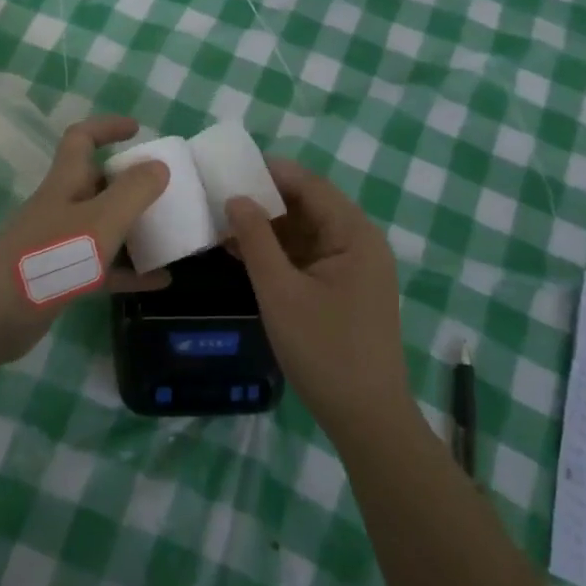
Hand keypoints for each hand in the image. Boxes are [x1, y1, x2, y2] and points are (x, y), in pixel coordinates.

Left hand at [0, 116, 170, 361]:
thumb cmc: (50, 258)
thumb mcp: (101, 221)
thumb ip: (133, 192)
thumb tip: (158, 165)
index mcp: (66, 182)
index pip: (82, 138)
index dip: (107, 127)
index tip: (137, 130)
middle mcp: (61, 206)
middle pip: (97, 183)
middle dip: (131, 183)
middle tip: (167, 191)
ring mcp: (59, 243)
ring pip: (103, 226)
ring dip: (135, 228)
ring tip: (172, 234)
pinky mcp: (61, 277)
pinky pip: (103, 267)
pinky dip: (129, 270)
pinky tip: (160, 281)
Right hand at [226, 159, 411, 441]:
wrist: (366, 419)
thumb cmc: (324, 350)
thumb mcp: (280, 292)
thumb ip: (256, 240)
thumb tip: (235, 198)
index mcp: (354, 234)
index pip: (310, 185)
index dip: (270, 172)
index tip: (229, 166)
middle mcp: (359, 242)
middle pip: (309, 206)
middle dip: (264, 200)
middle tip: (218, 194)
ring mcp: (353, 268)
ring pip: (306, 232)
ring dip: (268, 228)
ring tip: (222, 221)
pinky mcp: (344, 289)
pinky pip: (308, 257)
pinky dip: (278, 253)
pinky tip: (242, 252)